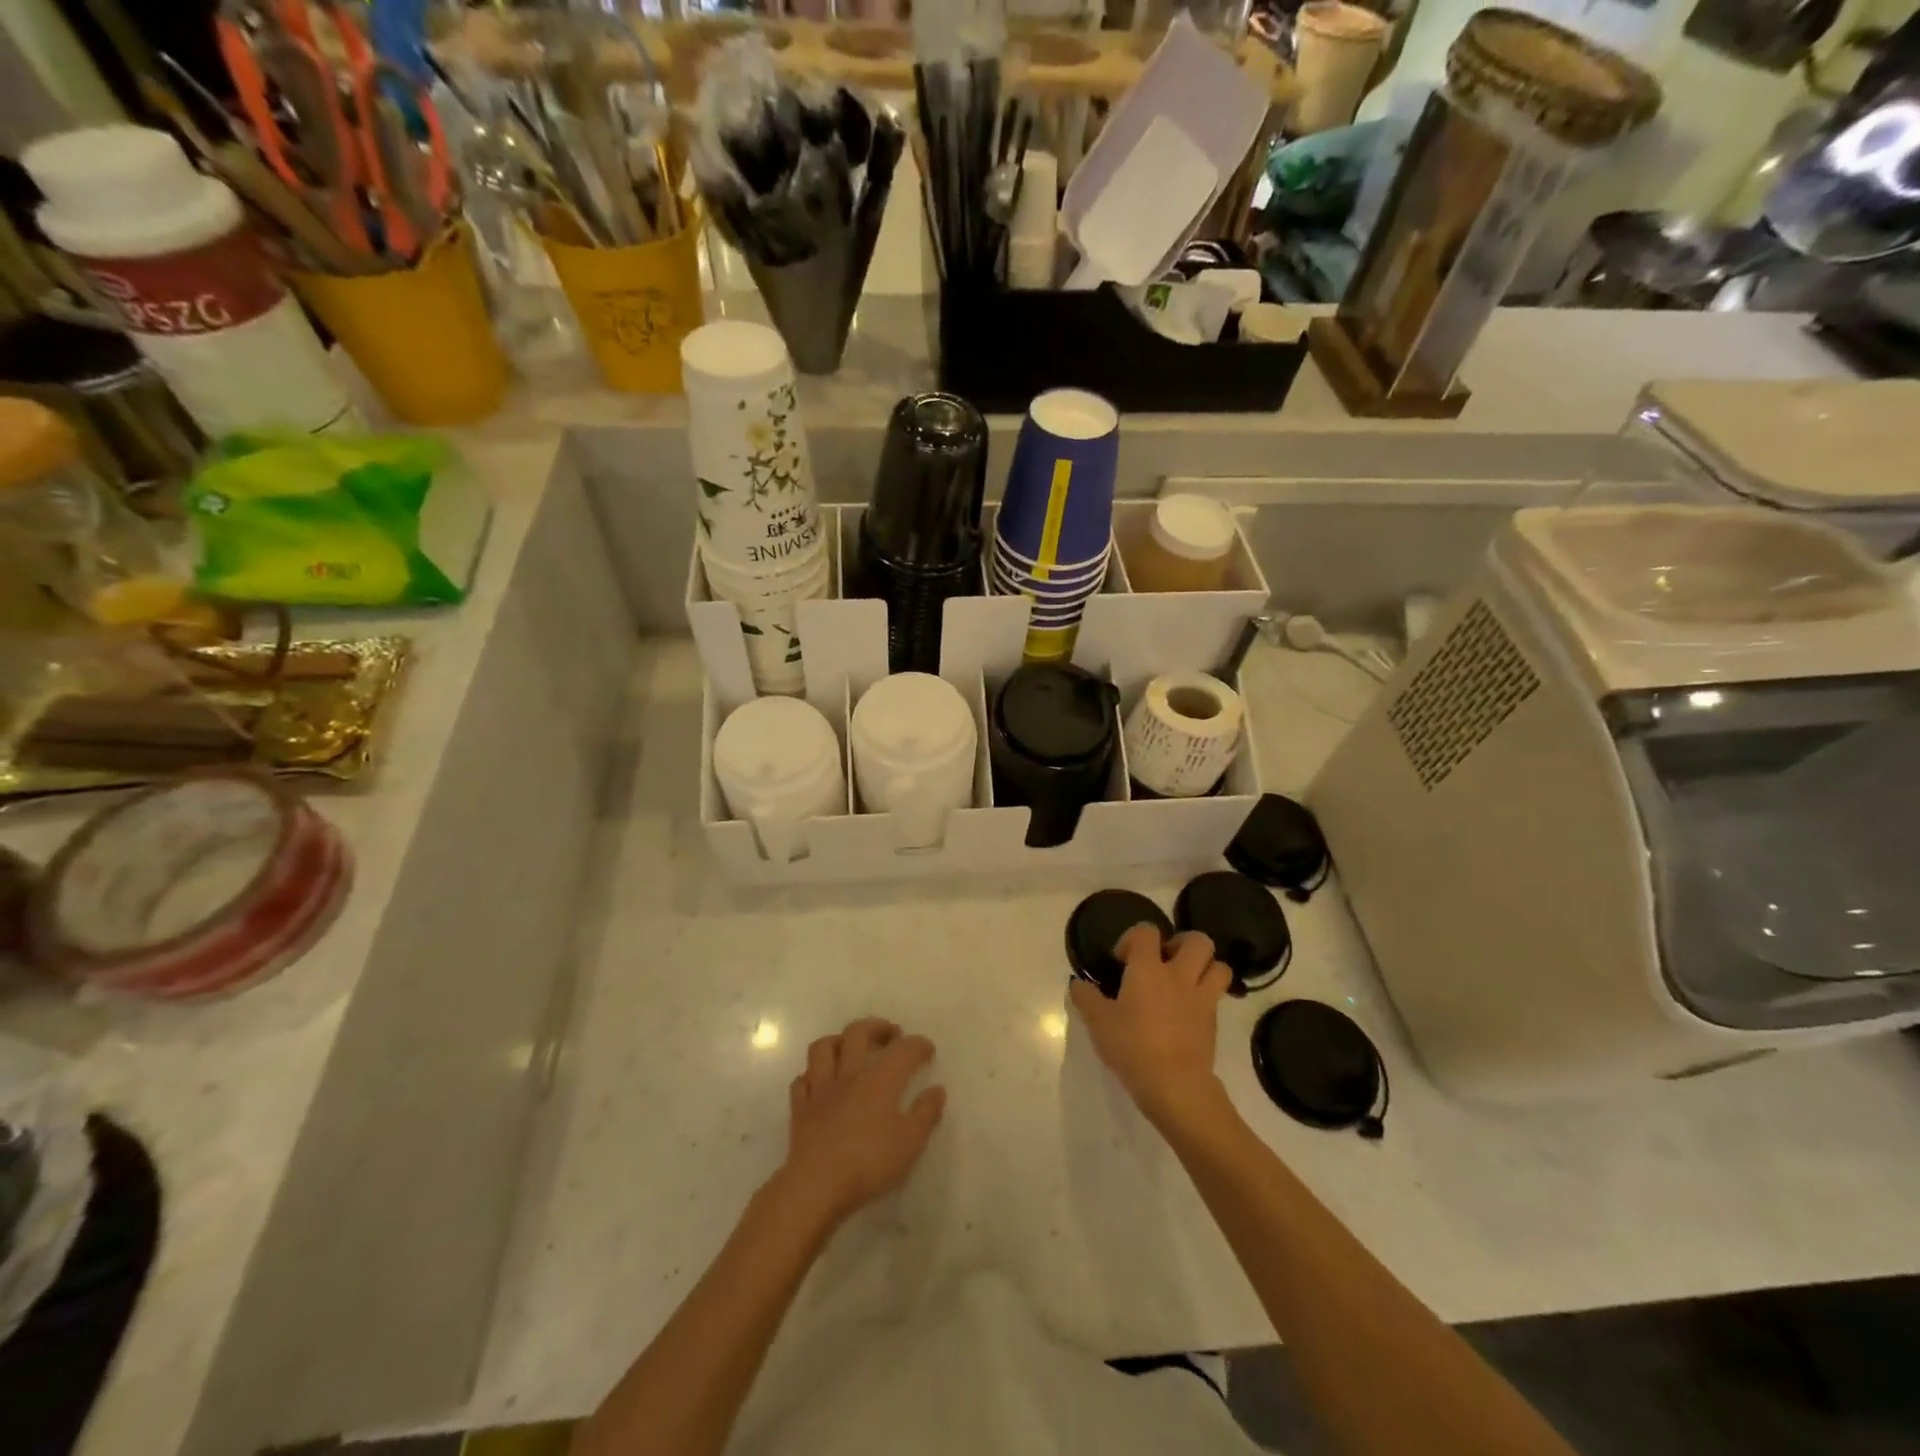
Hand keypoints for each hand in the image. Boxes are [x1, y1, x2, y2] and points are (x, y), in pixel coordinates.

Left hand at [779, 1018, 946, 1224]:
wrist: (817, 1186)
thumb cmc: (869, 1163)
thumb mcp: (910, 1142)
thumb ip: (926, 1113)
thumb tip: (937, 1090)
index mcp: (879, 1079)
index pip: (903, 1050)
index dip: (918, 1045)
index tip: (927, 1049)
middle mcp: (849, 1074)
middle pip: (858, 1033)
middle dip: (877, 1027)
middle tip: (891, 1034)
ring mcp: (820, 1089)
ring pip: (823, 1048)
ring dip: (838, 1040)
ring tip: (850, 1047)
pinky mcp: (800, 1109)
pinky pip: (802, 1080)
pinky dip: (813, 1075)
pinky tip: (821, 1083)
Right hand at [1070, 926, 1231, 1127]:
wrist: (1175, 1085)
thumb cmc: (1132, 1046)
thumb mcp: (1097, 1022)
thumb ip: (1085, 998)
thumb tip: (1078, 984)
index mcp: (1148, 969)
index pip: (1147, 931)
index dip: (1133, 938)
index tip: (1122, 961)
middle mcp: (1179, 975)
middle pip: (1198, 940)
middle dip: (1182, 944)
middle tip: (1165, 962)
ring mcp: (1202, 998)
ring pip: (1219, 966)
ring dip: (1205, 968)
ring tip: (1185, 981)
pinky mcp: (1214, 1021)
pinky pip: (1218, 996)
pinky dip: (1207, 996)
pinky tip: (1189, 1011)